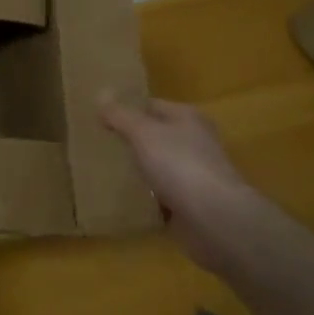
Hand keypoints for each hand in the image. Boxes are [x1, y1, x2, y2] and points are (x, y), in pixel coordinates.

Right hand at [100, 96, 250, 261]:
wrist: (215, 219)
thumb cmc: (179, 165)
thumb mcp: (143, 132)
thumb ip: (121, 115)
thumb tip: (101, 95)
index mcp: (188, 118)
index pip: (151, 105)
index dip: (126, 109)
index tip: (99, 118)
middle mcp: (195, 143)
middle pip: (156, 136)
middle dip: (130, 141)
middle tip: (98, 145)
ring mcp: (195, 175)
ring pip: (158, 167)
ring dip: (138, 171)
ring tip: (104, 172)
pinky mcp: (192, 205)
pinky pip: (162, 196)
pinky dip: (146, 199)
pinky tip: (124, 200)